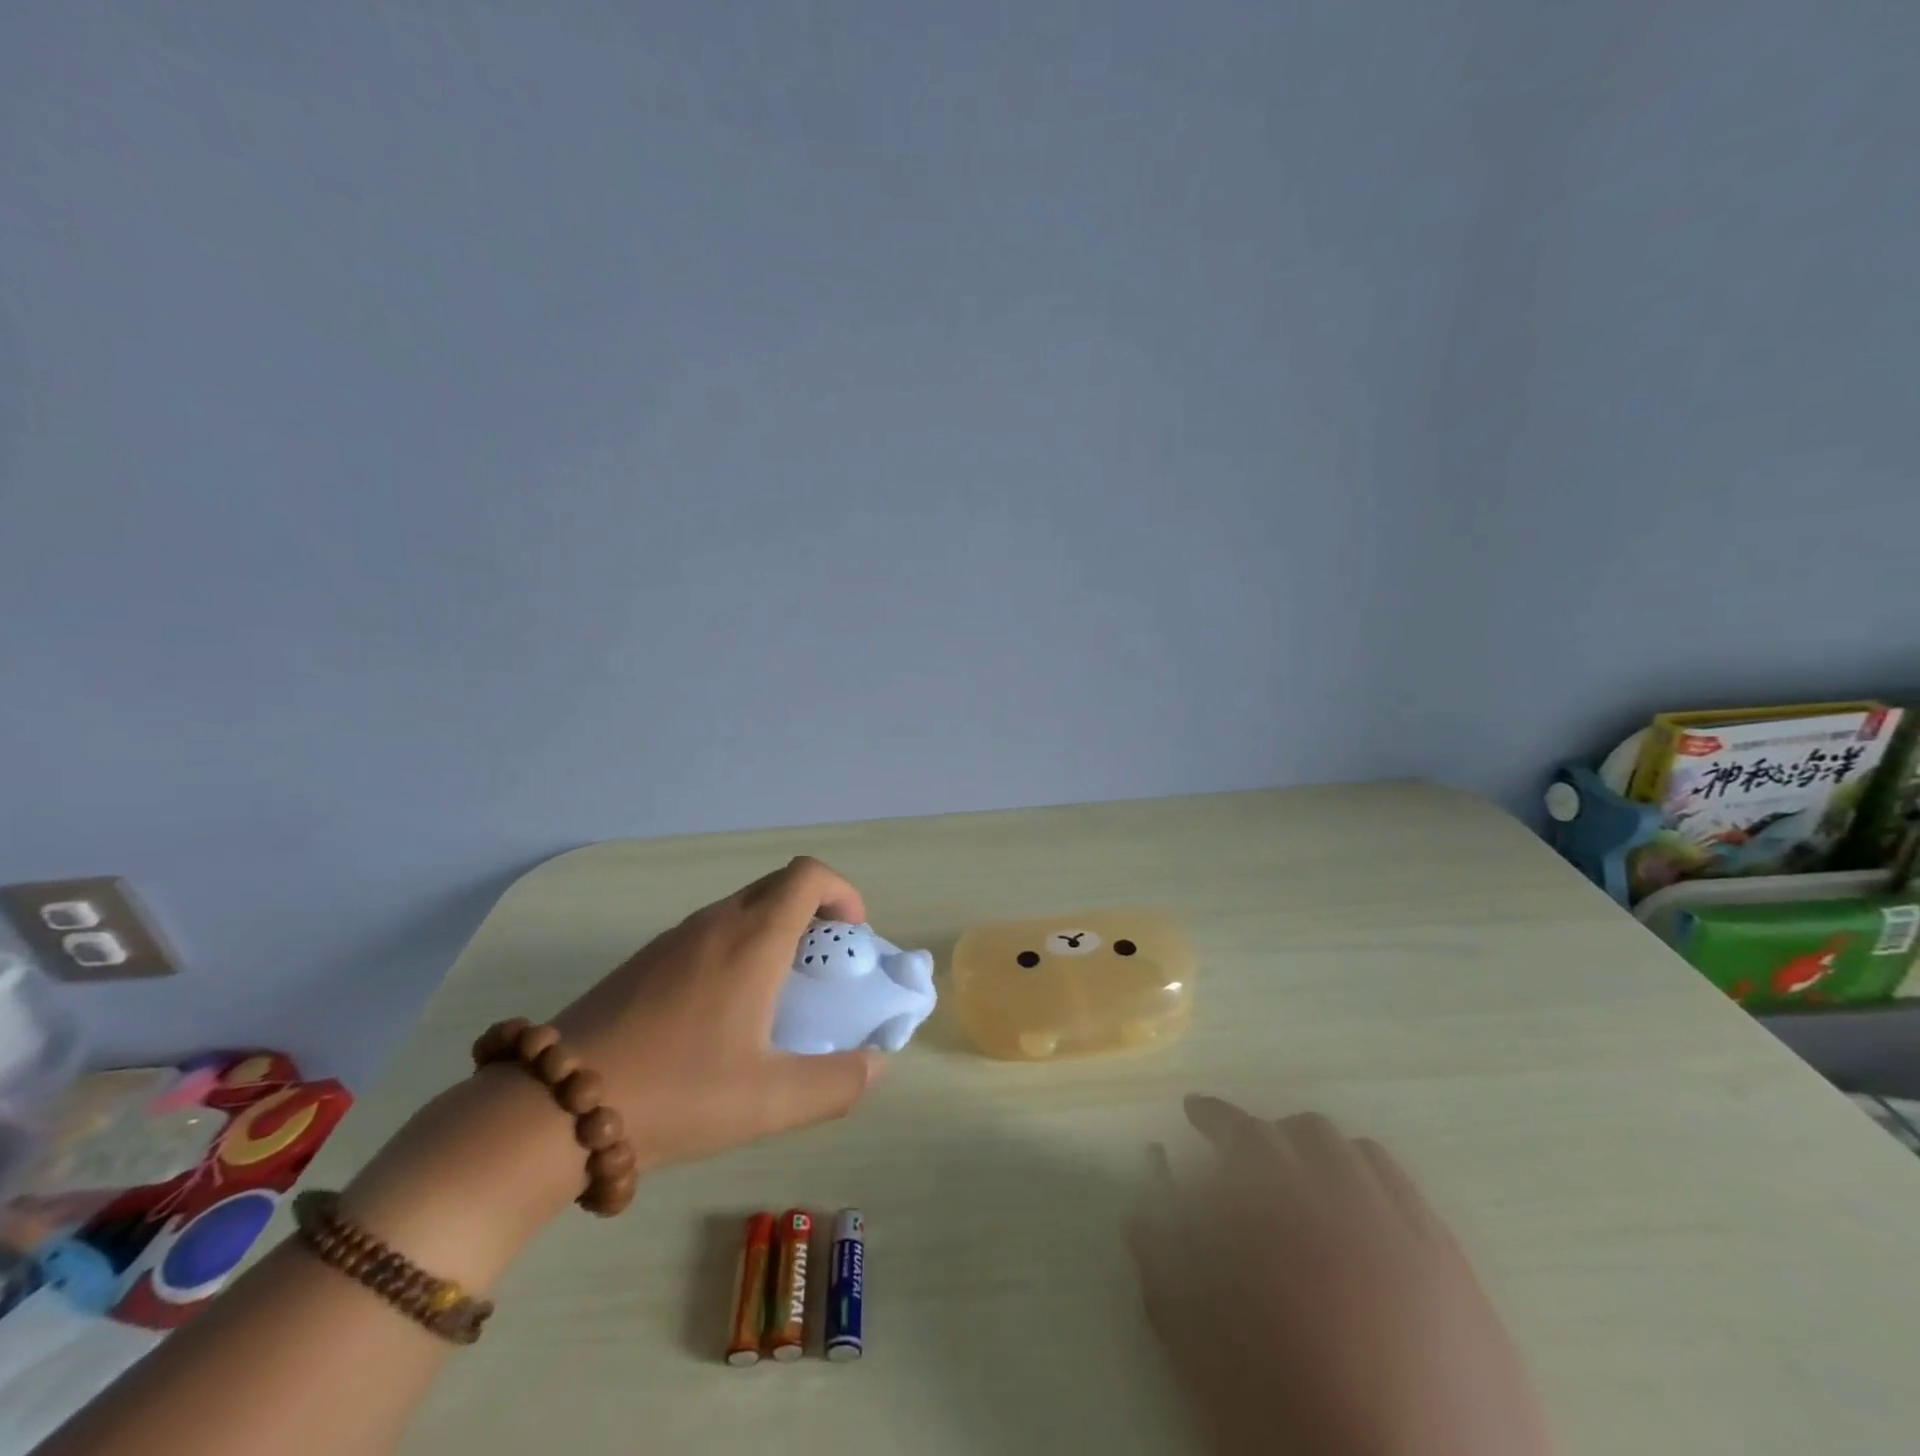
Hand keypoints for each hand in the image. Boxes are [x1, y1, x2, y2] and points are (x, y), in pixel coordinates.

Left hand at [340, 858, 882, 1281]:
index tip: (851, 936)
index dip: (842, 892)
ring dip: (775, 932)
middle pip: (778, 886)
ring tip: (778, 996)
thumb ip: (836, 1083)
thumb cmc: (676, 1092)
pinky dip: (738, 949)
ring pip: (742, 909)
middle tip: (823, 970)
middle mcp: (715, 923)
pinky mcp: (644, 961)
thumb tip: (877, 1066)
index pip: (808, 874)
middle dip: (814, 913)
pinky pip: (709, 933)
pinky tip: (723, 1013)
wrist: (551, 1108)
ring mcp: (673, 939)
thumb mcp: (769, 1100)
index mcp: (753, 938)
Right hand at [1126, 1096, 1553, 1455]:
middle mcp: (1354, 1212)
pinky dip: (1373, 1183)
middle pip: (1305, 1133)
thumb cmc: (1302, 1439)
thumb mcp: (1212, 1372)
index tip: (1193, 1113)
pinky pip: (1411, 1195)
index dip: (1214, 1116)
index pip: (1244, 1136)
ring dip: (1319, 1153)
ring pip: (1361, 1153)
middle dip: (1265, 1135)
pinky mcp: (1462, 1278)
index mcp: (1288, 1227)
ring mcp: (1416, 1239)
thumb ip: (1168, 1283)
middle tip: (1239, 1165)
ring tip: (1300, 1187)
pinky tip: (1361, 1223)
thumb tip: (1139, 1218)